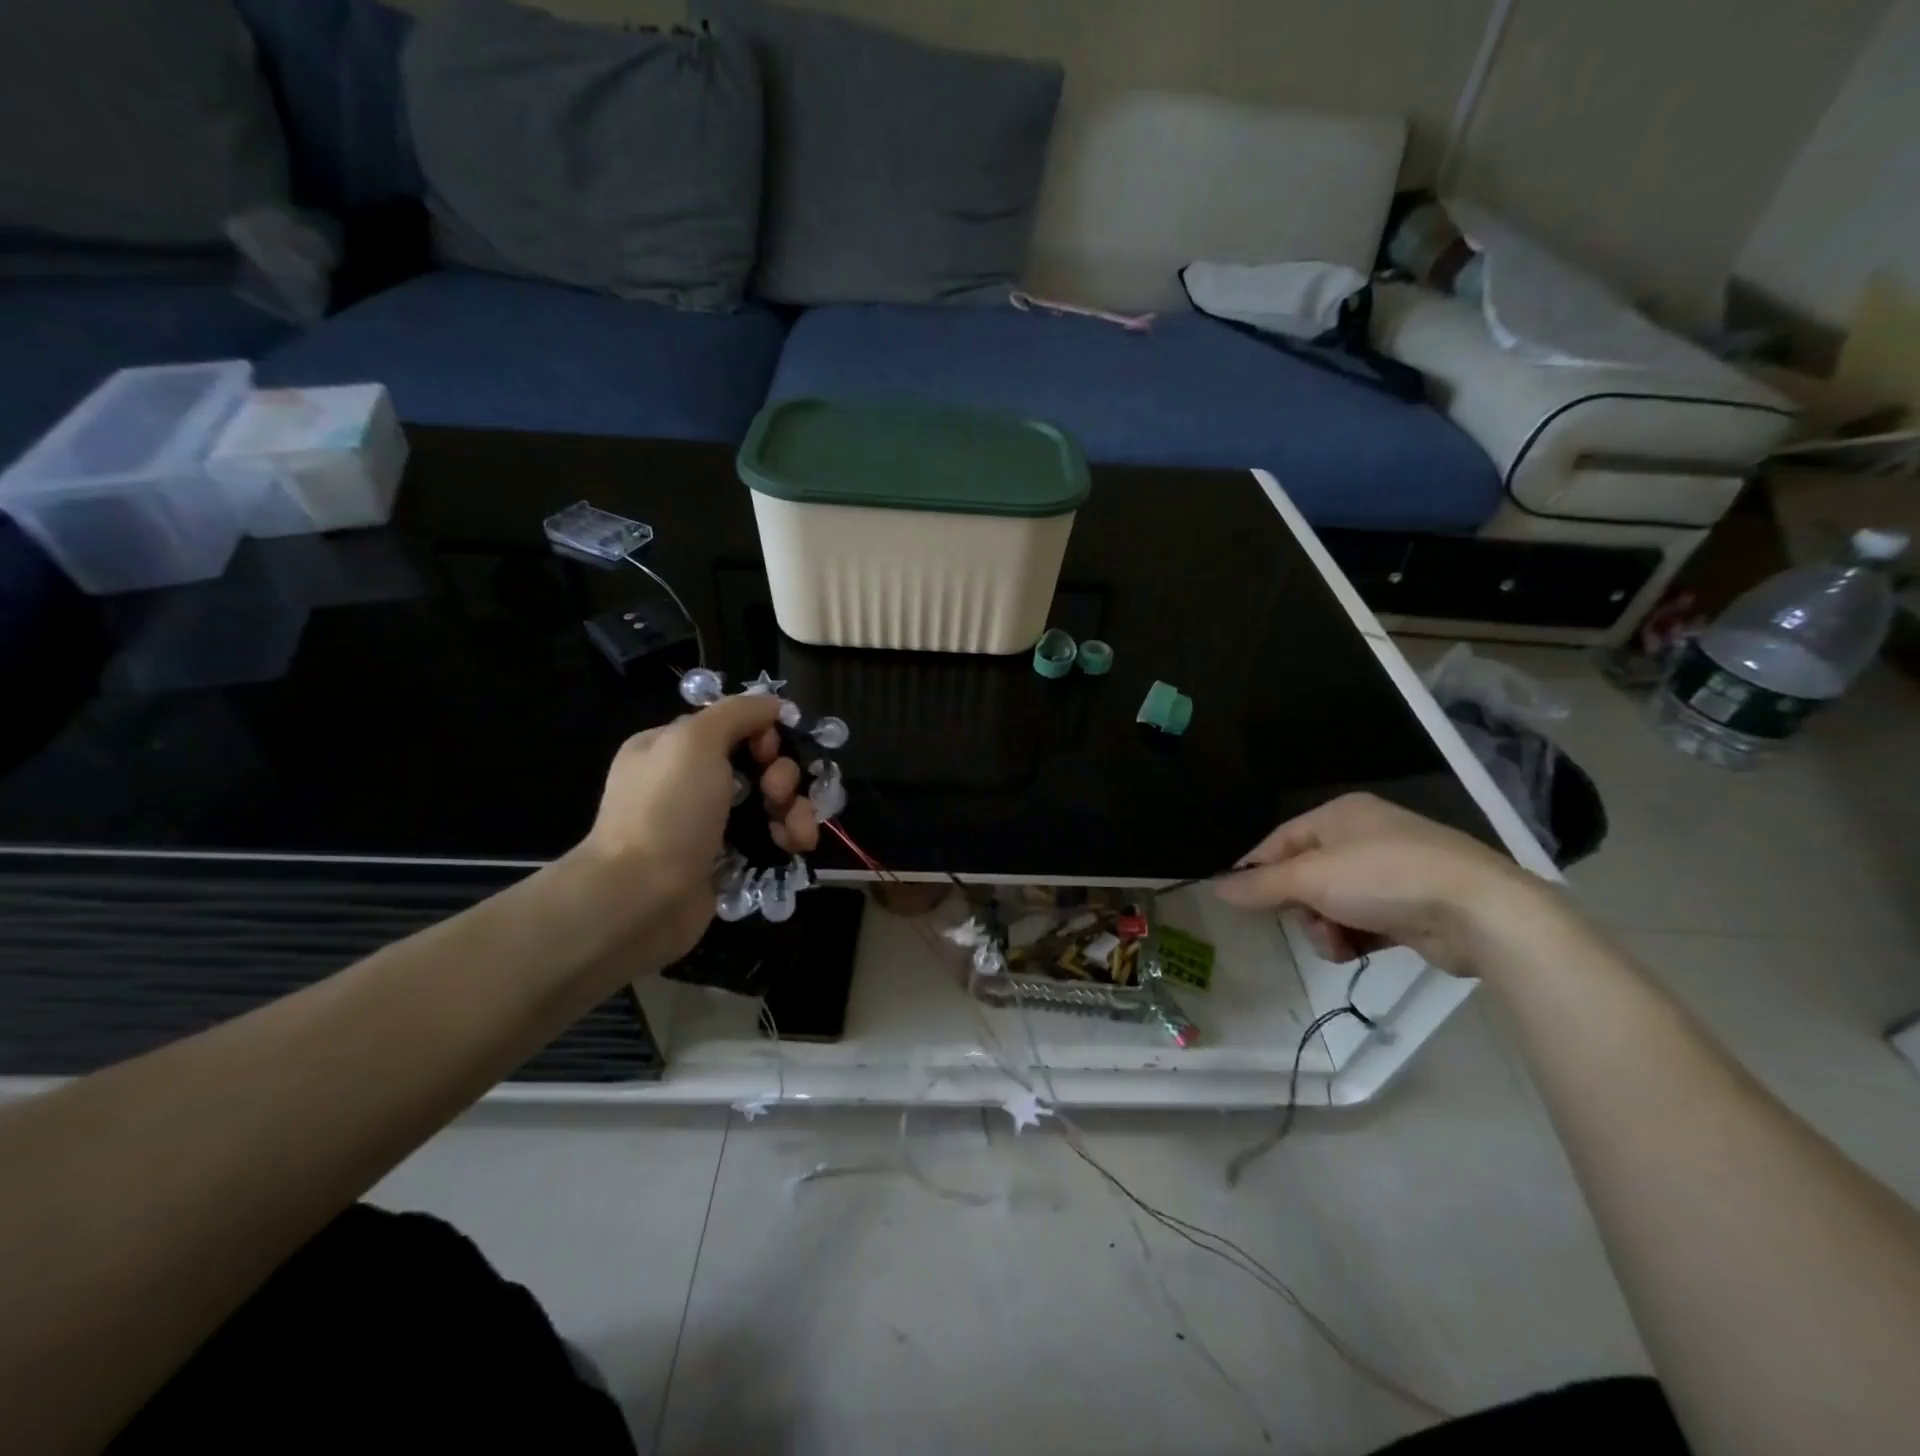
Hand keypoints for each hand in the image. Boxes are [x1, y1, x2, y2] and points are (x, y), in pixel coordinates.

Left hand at [572, 694, 819, 968]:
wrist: (641, 897)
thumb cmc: (667, 810)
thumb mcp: (695, 740)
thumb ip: (737, 712)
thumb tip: (772, 704)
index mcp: (673, 748)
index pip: (733, 726)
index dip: (762, 734)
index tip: (769, 752)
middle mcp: (690, 783)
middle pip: (758, 765)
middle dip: (783, 776)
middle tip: (777, 794)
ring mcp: (708, 825)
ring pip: (770, 803)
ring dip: (795, 810)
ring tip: (798, 832)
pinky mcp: (727, 861)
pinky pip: (769, 838)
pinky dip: (788, 838)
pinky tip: (797, 847)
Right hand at [1213, 792, 1563, 976]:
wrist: (1481, 912)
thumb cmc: (1385, 877)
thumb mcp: (1311, 878)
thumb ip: (1261, 885)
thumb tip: (1215, 888)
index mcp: (1340, 815)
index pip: (1280, 841)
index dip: (1257, 870)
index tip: (1242, 902)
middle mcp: (1364, 837)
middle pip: (1305, 875)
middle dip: (1300, 906)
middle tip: (1306, 924)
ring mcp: (1392, 872)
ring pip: (1332, 903)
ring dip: (1325, 928)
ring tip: (1338, 943)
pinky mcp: (1412, 906)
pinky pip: (1363, 922)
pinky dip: (1354, 938)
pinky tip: (1358, 952)